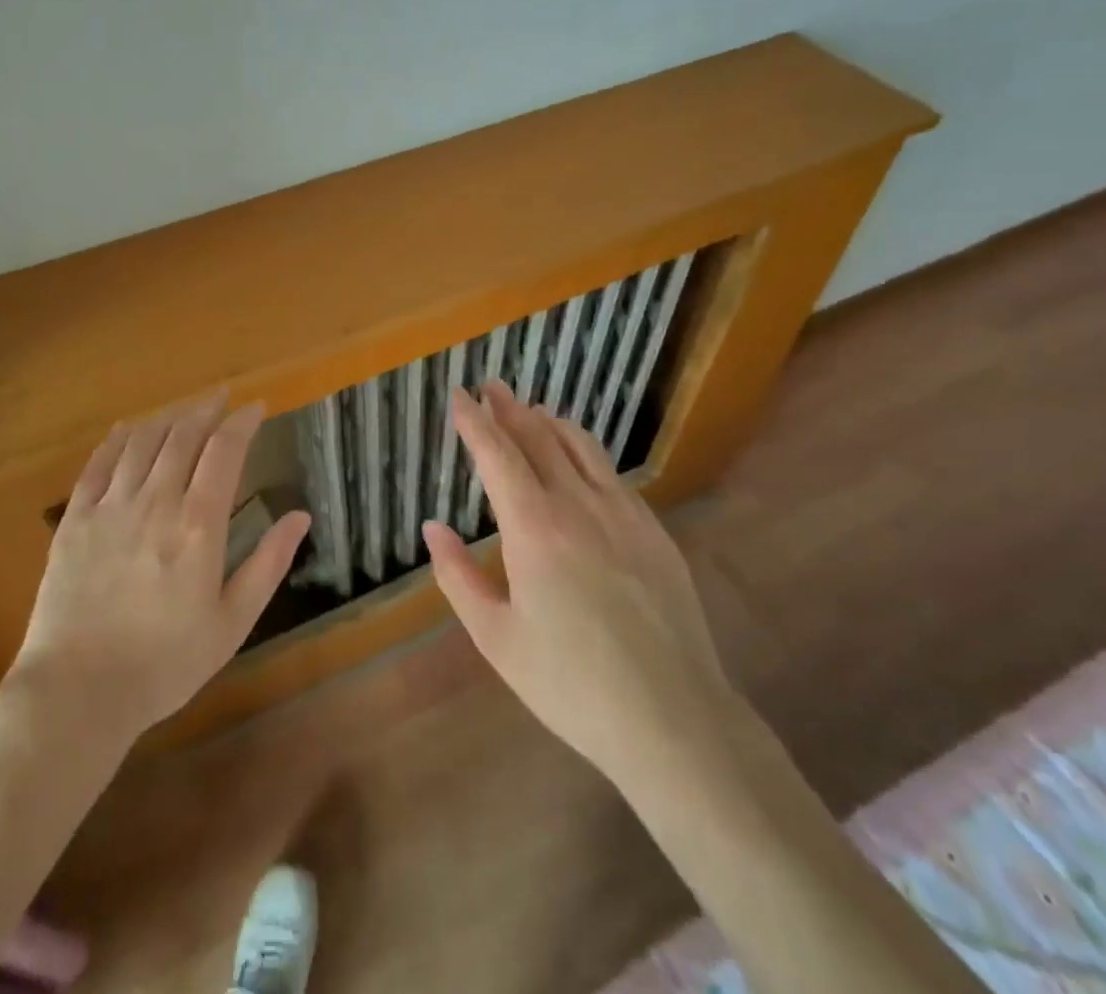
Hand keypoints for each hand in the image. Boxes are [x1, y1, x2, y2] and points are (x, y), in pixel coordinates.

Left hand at [11, 392, 310, 738]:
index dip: (242, 422)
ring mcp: (110, 507)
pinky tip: (127, 429)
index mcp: (198, 525)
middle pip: (183, 436)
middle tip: (221, 397)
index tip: (256, 408)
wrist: (77, 692)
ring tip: (184, 409)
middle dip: (206, 409)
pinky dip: (116, 439)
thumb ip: (268, 564)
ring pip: (142, 442)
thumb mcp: (232, 623)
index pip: (224, 451)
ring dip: (167, 417)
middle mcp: (155, 502)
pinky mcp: (75, 520)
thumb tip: (301, 516)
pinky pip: (97, 464)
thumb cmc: (165, 663)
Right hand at [423, 380, 733, 779]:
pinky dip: (584, 449)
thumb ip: (458, 577)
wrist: (673, 719)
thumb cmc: (571, 684)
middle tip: (491, 387)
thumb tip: (433, 528)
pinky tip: (579, 456)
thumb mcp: (497, 639)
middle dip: (509, 409)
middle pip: (538, 439)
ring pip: (580, 446)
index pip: (497, 455)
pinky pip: (611, 472)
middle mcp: (578, 506)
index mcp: (534, 529)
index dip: (474, 421)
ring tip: (531, 409)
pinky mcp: (653, 530)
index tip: (458, 395)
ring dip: (549, 421)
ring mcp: (623, 514)